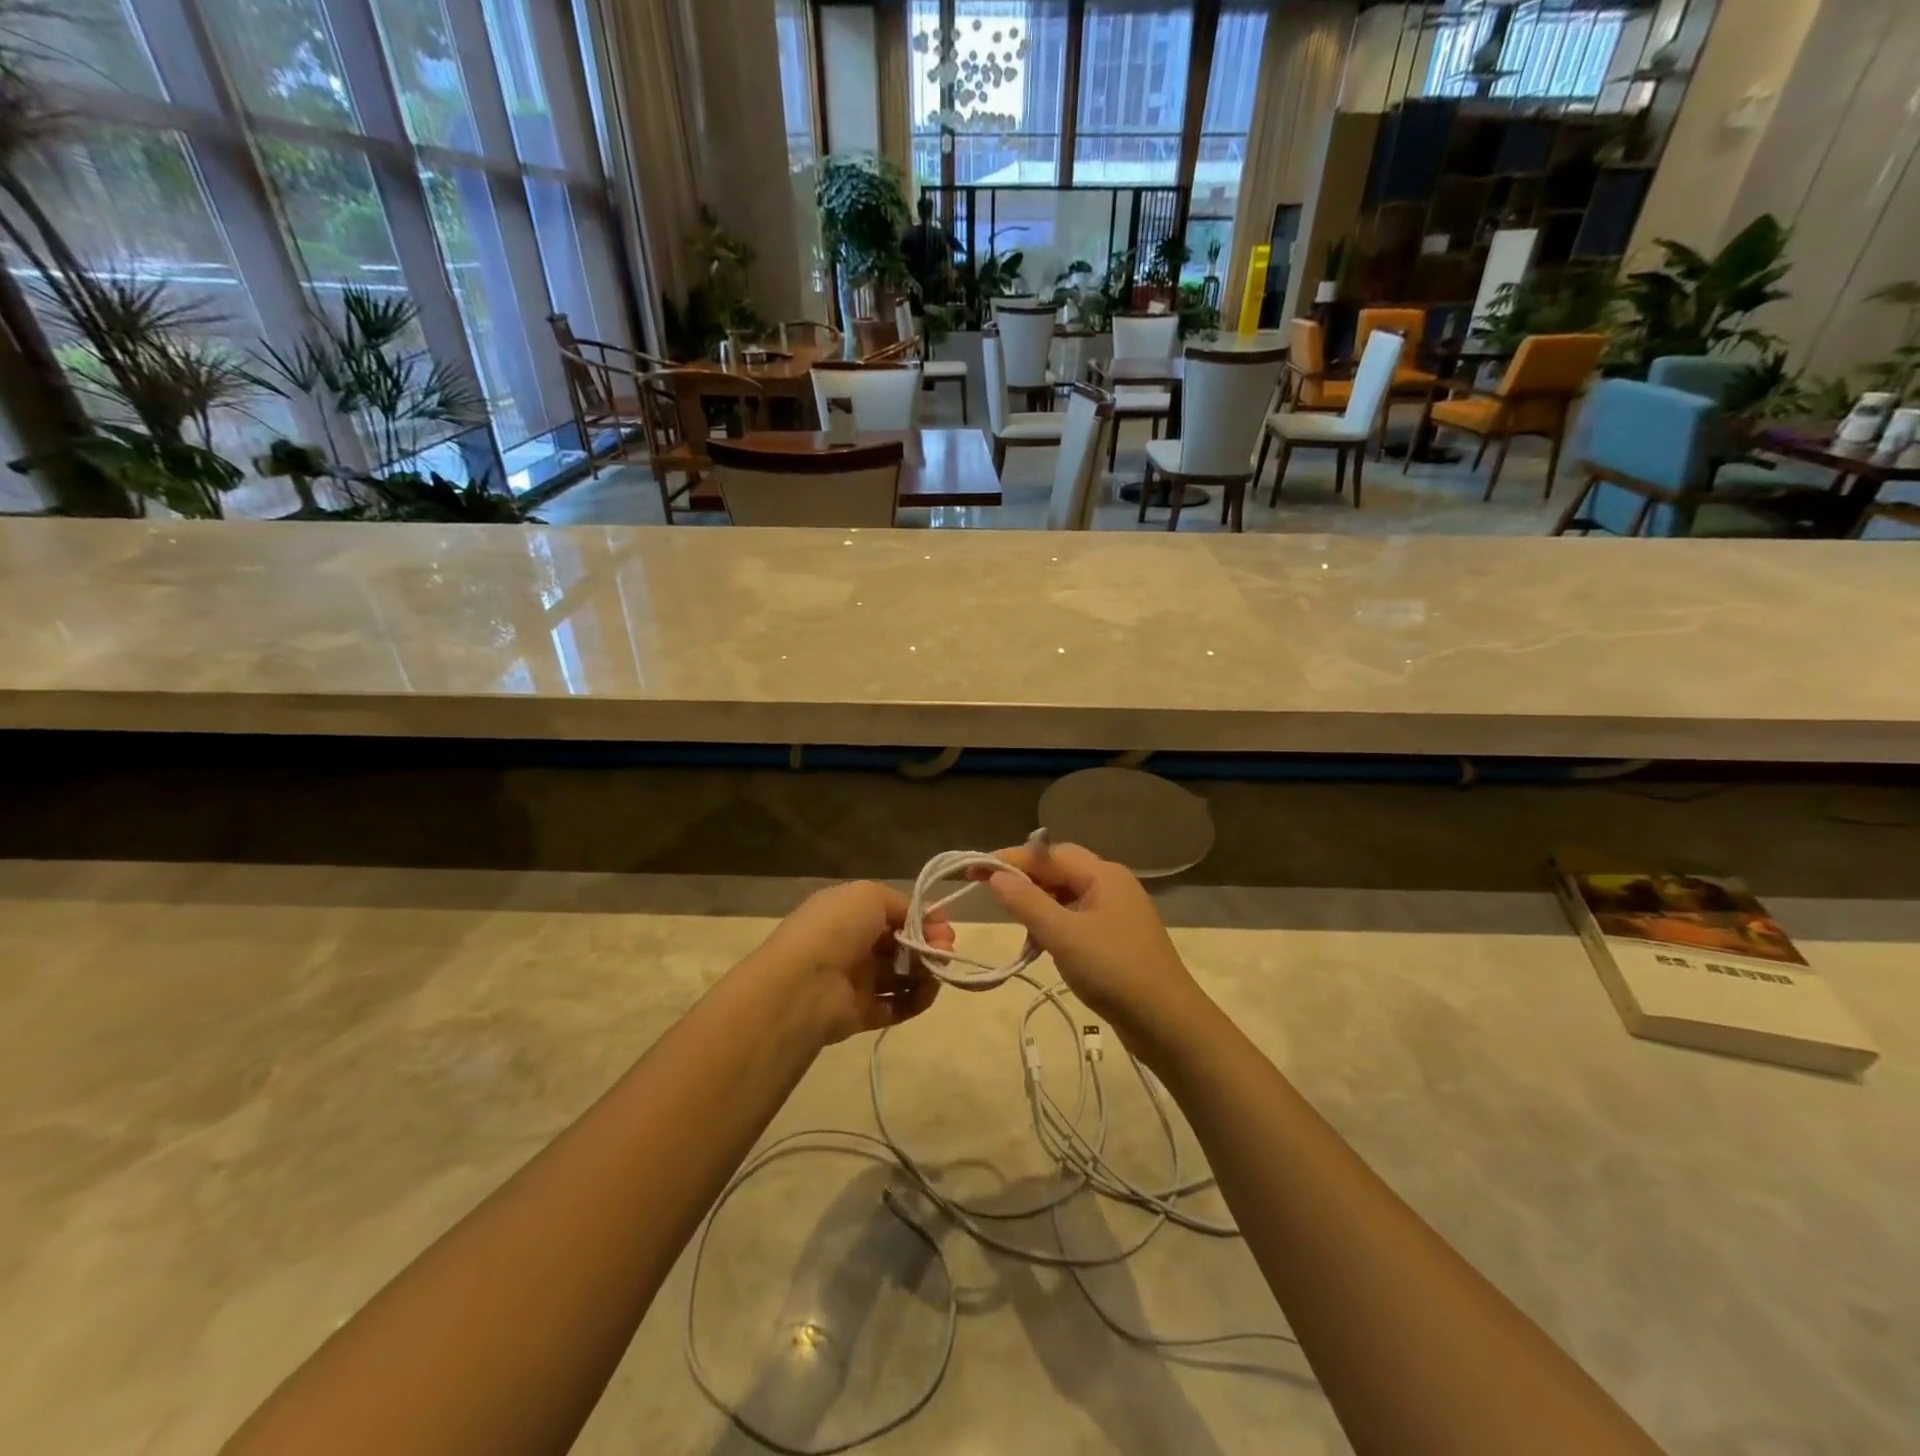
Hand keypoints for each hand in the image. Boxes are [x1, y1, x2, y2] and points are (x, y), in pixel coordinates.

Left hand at [744, 882, 948, 1046]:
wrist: (803, 985)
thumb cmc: (837, 929)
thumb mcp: (870, 896)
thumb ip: (902, 904)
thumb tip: (924, 920)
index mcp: (848, 913)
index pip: (893, 914)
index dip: (922, 918)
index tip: (943, 925)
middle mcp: (851, 945)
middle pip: (900, 944)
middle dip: (928, 944)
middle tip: (945, 949)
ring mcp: (855, 981)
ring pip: (901, 975)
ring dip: (926, 971)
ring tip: (938, 971)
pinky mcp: (860, 1015)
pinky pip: (896, 1006)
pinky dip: (916, 1000)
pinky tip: (928, 991)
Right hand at [983, 842, 1206, 1049]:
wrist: (1167, 1022)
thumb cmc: (1113, 971)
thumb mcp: (1063, 935)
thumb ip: (1027, 902)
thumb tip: (996, 874)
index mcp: (1103, 874)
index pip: (1049, 853)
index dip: (1011, 859)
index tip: (975, 868)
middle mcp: (1112, 884)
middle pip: (1060, 869)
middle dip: (1026, 879)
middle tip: (992, 895)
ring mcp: (1117, 911)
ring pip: (1068, 895)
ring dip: (1039, 904)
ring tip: (1016, 924)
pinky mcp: (1117, 937)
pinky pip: (1077, 917)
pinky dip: (1055, 924)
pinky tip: (1041, 942)